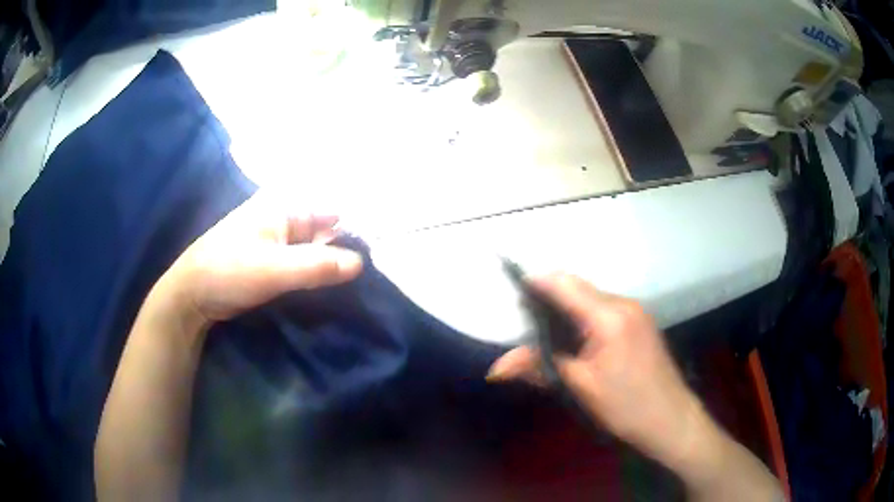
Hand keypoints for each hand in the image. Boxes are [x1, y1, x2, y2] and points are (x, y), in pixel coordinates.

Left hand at [152, 192, 363, 328]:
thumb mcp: (273, 269)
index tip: (382, 246)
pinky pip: (305, 262)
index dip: (356, 225)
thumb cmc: (228, 271)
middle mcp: (284, 217)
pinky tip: (336, 283)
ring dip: (334, 260)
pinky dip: (319, 271)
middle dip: (348, 244)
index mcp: (283, 206)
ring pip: (317, 247)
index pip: (331, 209)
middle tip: (378, 267)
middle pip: (326, 228)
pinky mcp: (273, 261)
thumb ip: (316, 266)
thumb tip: (361, 263)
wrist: (192, 296)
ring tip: (365, 277)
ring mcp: (278, 240)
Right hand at [487, 275, 703, 466]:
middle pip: (578, 287)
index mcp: (609, 316)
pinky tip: (575, 339)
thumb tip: (496, 367)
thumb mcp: (580, 388)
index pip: (566, 284)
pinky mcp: (640, 322)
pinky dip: (584, 316)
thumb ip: (539, 367)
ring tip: (544, 331)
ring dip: (567, 307)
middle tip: (523, 320)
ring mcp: (635, 311)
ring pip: (591, 298)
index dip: (536, 282)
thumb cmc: (626, 406)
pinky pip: (604, 308)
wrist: (671, 419)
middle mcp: (624, 304)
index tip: (511, 292)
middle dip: (549, 296)